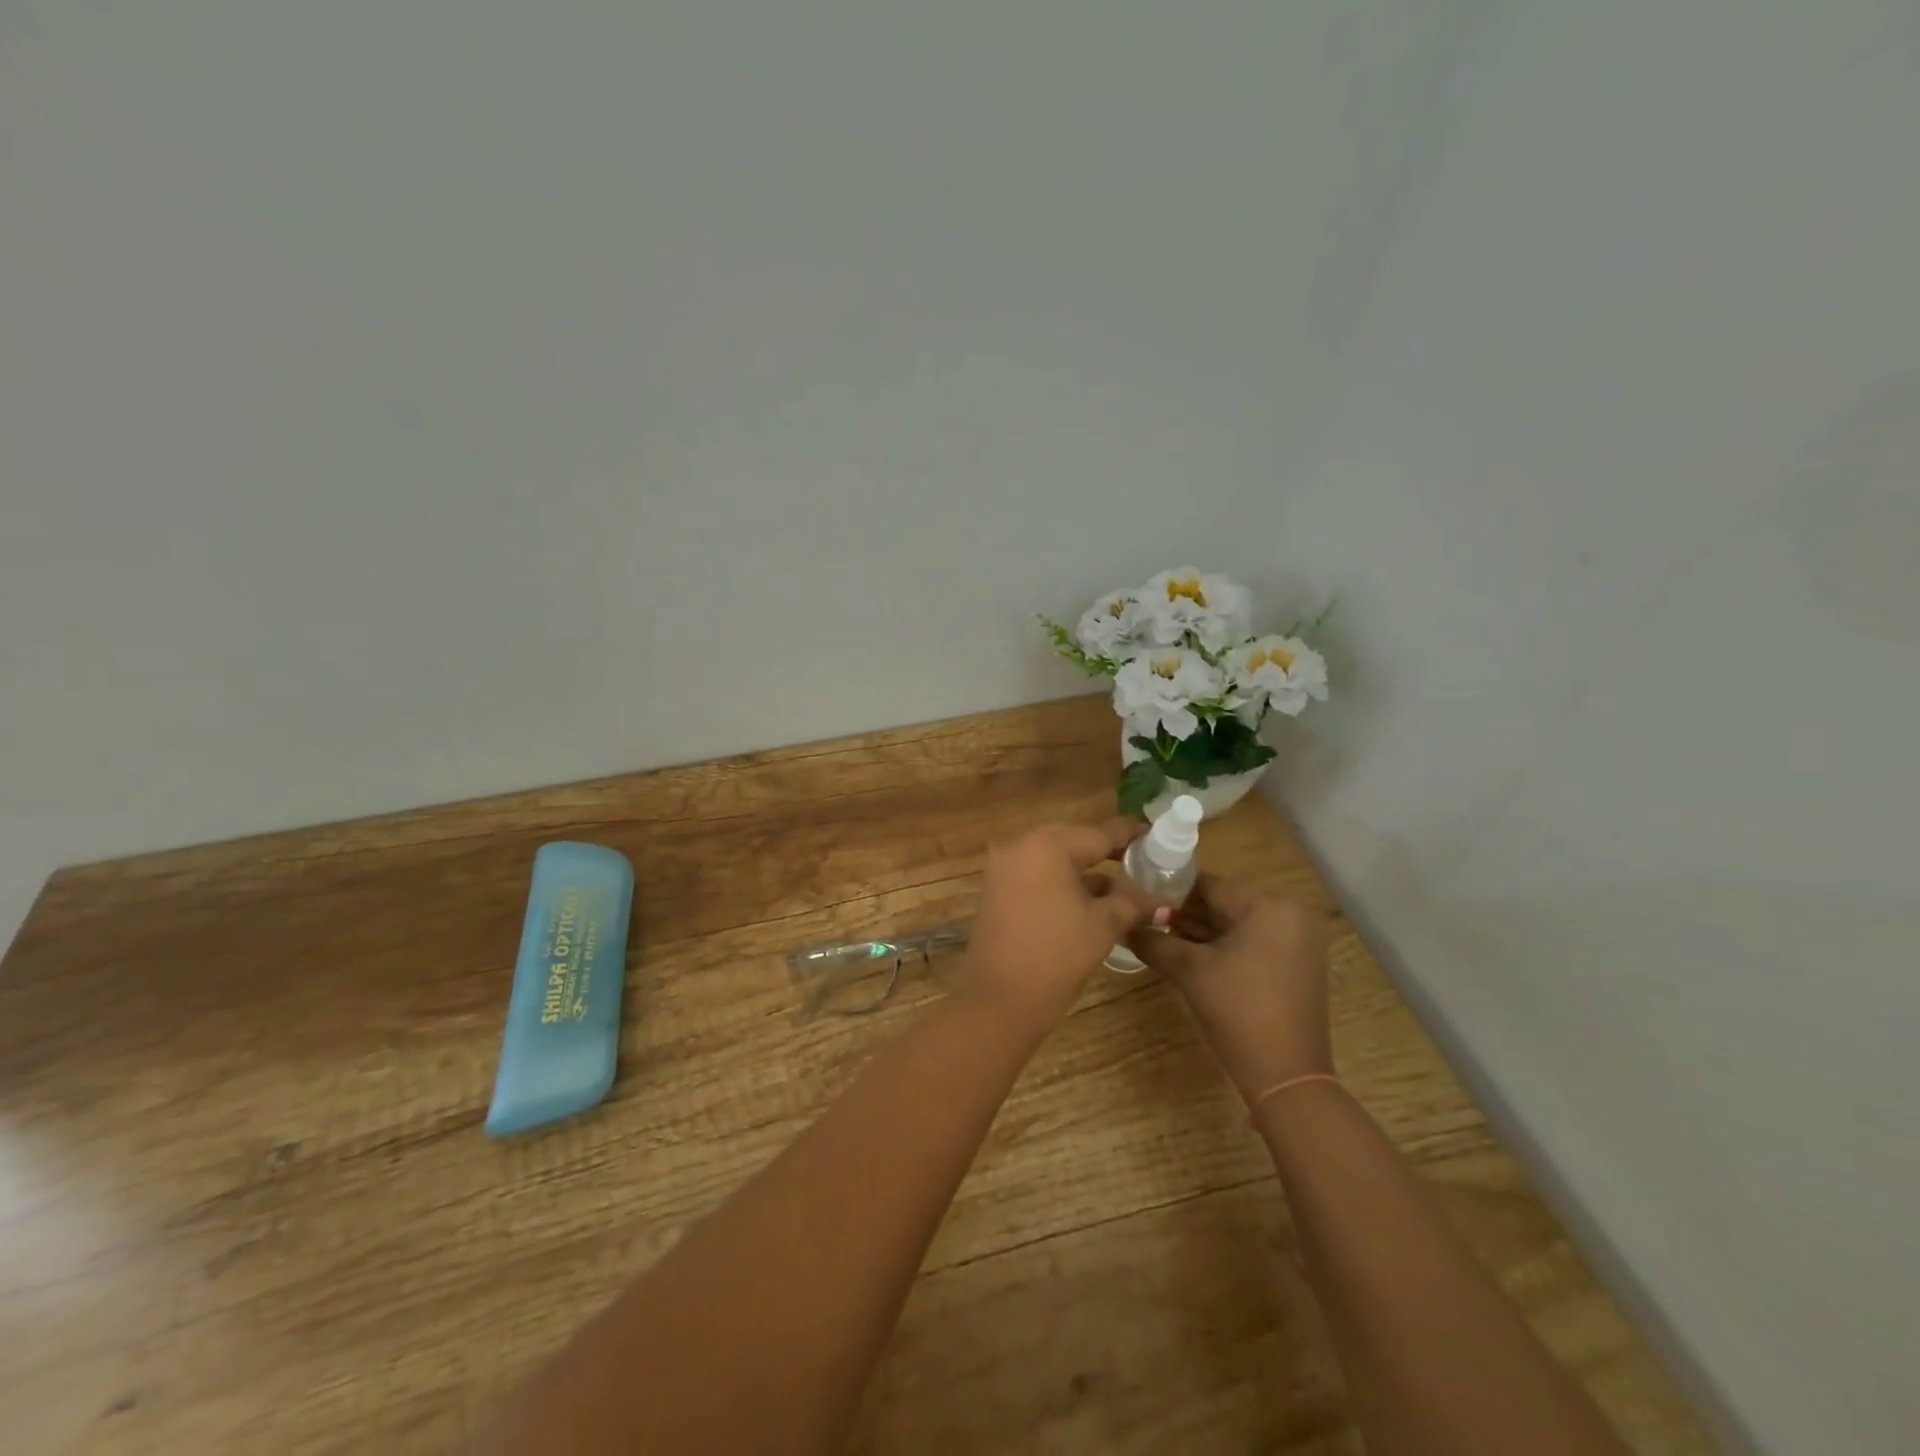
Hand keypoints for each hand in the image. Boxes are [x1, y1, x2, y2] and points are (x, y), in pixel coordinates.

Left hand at [961, 818, 1167, 1035]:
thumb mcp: (1103, 925)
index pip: (1099, 833)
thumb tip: (1164, 902)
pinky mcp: (994, 888)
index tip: (1155, 836)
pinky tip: (1087, 899)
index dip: (1130, 835)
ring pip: (1052, 859)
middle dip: (1106, 852)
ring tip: (1120, 884)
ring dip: (1083, 870)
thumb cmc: (1057, 955)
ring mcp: (1002, 867)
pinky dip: (1060, 882)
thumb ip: (1133, 904)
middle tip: (1139, 861)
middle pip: (1073, 842)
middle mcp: (1020, 845)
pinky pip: (1035, 874)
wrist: (999, 999)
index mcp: (1047, 844)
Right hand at [1128, 873, 1332, 1101]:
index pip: (1208, 885)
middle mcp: (1290, 914)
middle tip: (1145, 924)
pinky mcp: (1296, 964)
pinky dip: (1222, 948)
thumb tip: (1123, 926)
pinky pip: (1251, 942)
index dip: (1170, 893)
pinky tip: (1189, 957)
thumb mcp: (1188, 971)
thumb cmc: (1238, 1012)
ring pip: (1236, 924)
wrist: (1286, 1077)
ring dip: (1200, 932)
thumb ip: (1153, 941)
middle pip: (1223, 903)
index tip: (1138, 902)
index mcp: (1270, 905)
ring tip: (1159, 939)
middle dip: (1184, 915)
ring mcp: (1298, 940)